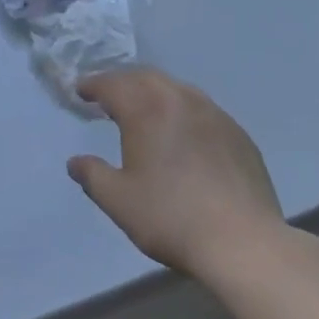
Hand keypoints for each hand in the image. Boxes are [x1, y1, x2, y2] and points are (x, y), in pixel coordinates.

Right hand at [68, 67, 284, 283]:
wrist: (242, 240)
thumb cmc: (171, 218)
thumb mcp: (119, 202)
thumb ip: (93, 176)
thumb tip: (75, 162)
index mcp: (146, 109)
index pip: (112, 85)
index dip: (93, 85)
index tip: (81, 91)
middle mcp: (179, 98)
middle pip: (144, 77)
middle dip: (123, 82)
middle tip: (109, 96)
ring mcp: (213, 112)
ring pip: (176, 88)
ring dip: (154, 92)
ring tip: (145, 110)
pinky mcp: (236, 132)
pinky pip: (202, 108)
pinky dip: (182, 111)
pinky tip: (184, 134)